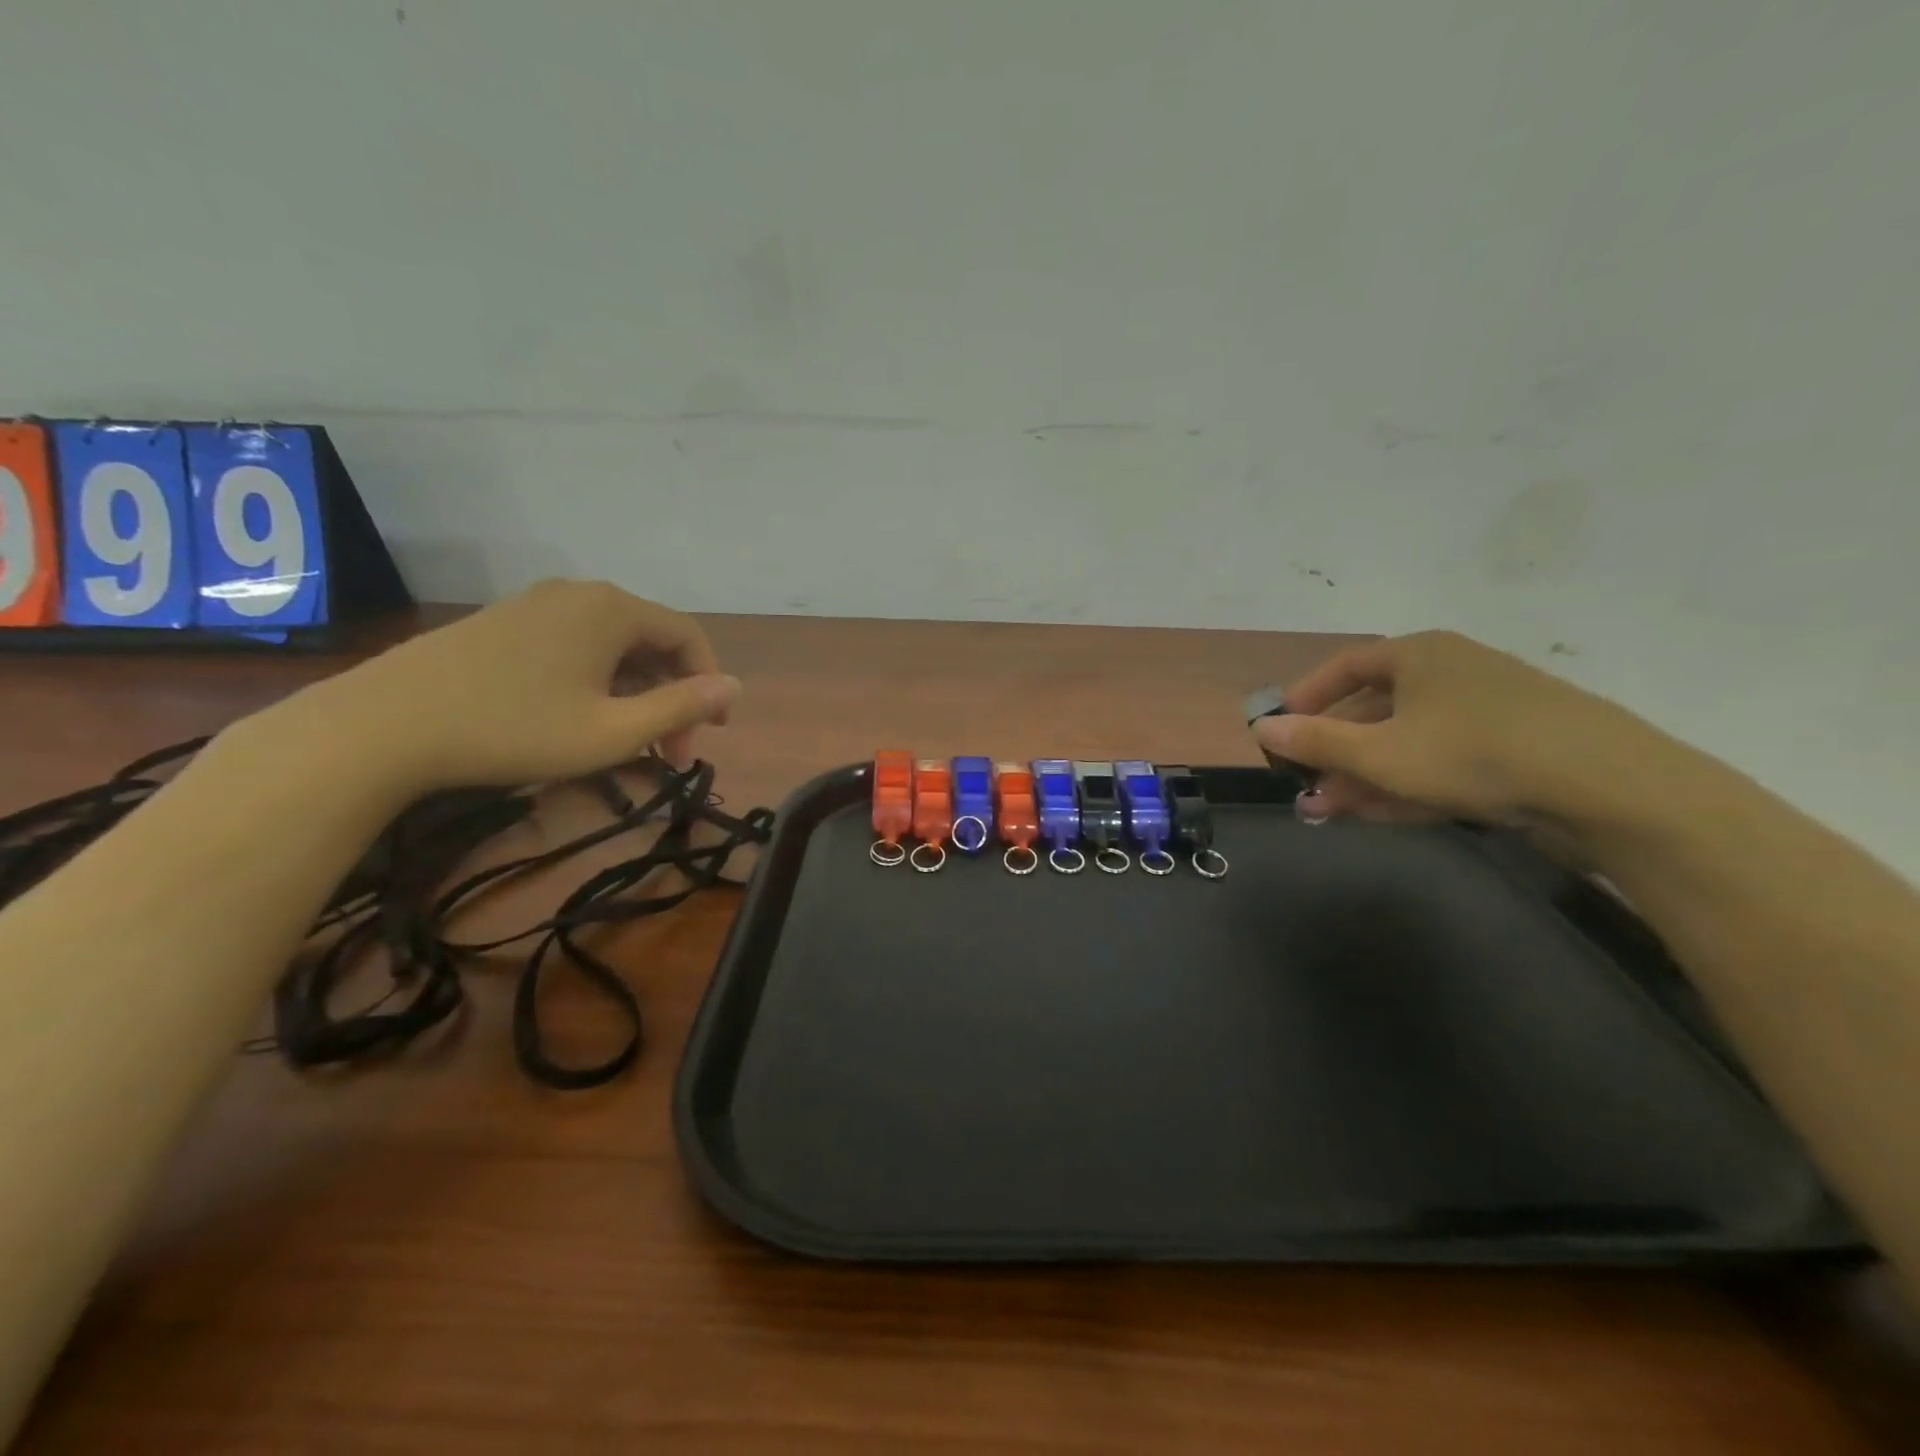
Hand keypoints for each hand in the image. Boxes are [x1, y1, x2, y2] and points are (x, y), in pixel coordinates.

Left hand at [267, 580, 740, 795]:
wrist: (383, 725)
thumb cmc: (515, 729)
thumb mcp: (613, 731)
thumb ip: (682, 707)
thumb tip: (733, 687)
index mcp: (613, 609)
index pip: (688, 637)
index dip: (710, 684)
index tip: (711, 734)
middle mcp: (579, 593)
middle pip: (650, 640)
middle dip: (670, 696)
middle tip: (668, 752)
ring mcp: (536, 604)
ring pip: (612, 646)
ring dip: (635, 693)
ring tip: (627, 742)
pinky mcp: (503, 623)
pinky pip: (574, 646)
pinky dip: (596, 681)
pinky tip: (579, 717)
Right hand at [1253, 631, 1658, 828]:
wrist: (1608, 786)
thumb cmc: (1472, 752)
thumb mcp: (1379, 752)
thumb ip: (1316, 742)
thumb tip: (1261, 728)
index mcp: (1419, 655)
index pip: (1345, 666)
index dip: (1307, 697)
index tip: (1282, 729)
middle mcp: (1450, 673)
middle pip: (1374, 710)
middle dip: (1334, 753)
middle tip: (1305, 787)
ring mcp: (1486, 712)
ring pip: (1406, 742)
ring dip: (1363, 777)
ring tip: (1329, 812)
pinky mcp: (1513, 750)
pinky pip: (1441, 761)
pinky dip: (1406, 784)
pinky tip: (1377, 814)